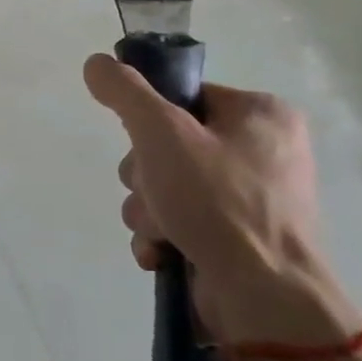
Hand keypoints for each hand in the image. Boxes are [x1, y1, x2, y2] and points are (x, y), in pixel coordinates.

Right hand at [82, 55, 360, 347]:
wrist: (265, 298)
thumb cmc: (218, 202)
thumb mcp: (162, 134)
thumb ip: (125, 93)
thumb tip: (96, 63)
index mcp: (261, 115)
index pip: (183, 97)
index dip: (150, 122)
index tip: (146, 147)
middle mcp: (263, 151)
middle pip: (168, 144)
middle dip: (145, 176)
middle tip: (154, 193)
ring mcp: (253, 198)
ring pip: (167, 185)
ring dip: (147, 208)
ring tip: (161, 231)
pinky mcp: (239, 237)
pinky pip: (182, 219)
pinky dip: (163, 234)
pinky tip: (161, 251)